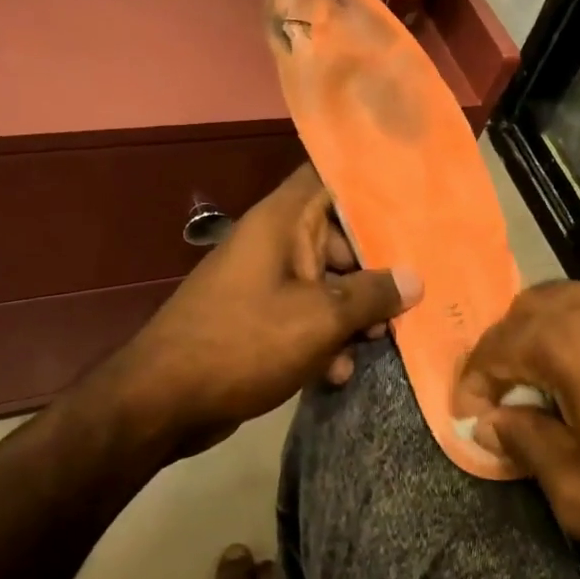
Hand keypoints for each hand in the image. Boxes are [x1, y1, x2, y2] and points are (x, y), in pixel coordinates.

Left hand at [101, 165, 421, 460]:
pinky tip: (339, 372)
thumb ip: (373, 295)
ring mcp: (264, 282)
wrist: (164, 401)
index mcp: (283, 221)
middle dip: (376, 267)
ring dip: (354, 311)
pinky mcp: (259, 319)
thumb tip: (415, 280)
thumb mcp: (321, 318)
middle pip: (339, 236)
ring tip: (380, 341)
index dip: (370, 183)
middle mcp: (274, 242)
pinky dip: (325, 337)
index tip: (412, 198)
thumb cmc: (245, 342)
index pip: (329, 177)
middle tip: (411, 294)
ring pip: (326, 281)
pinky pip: (305, 315)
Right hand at [453, 281, 579, 578]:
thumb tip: (495, 421)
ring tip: (551, 388)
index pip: (496, 347)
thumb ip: (529, 448)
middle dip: (505, 351)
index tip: (470, 419)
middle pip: (529, 309)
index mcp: (572, 341)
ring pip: (572, 301)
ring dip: (546, 337)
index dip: (473, 383)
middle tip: (506, 400)